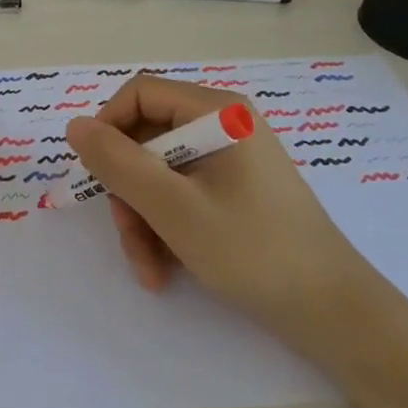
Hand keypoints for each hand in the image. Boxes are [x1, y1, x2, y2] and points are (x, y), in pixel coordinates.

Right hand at [64, 74, 370, 345]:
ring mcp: (231, 159)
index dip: (108, 127)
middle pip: (147, 139)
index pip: (140, 93)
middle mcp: (224, 125)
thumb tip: (74, 126)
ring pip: (159, 173)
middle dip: (129, 192)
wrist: (334, 314)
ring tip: (149, 269)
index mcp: (218, 111)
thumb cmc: (254, 250)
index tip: (95, 174)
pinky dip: (166, 227)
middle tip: (129, 238)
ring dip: (143, 219)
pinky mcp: (235, 190)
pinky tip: (166, 270)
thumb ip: (118, 163)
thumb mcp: (173, 207)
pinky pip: (182, 194)